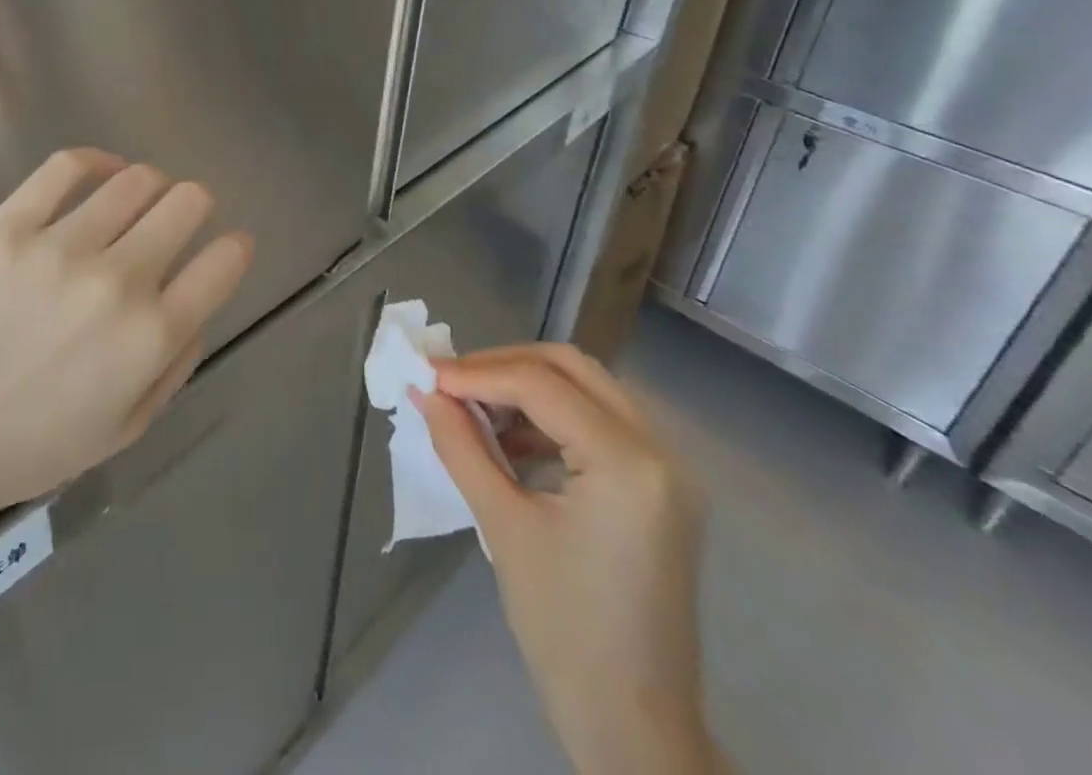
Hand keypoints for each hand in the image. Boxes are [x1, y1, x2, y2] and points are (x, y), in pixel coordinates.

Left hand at [0, 149, 251, 562]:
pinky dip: (99, 161)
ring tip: (138, 203)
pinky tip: (105, 174)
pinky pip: (67, 165)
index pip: (224, 260)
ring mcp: (57, 247)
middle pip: (188, 202)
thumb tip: (197, 291)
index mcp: (150, 336)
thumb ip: (181, 355)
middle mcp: (115, 281)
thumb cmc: (41, 444)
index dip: (236, 248)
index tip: (227, 249)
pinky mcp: (7, 227)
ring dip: (152, 187)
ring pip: (136, 179)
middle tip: (180, 222)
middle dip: (197, 207)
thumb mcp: (133, 423)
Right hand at [413, 344, 723, 774]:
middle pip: (572, 367)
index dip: (478, 374)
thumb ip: (461, 446)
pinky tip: (512, 441)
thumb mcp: (503, 527)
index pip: (541, 385)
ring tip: (476, 409)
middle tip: (453, 381)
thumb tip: (424, 391)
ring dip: (529, 388)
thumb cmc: (564, 631)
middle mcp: (659, 450)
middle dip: (505, 365)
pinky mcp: (660, 487)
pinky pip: (600, 422)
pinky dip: (552, 418)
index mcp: (628, 463)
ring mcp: (667, 468)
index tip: (428, 377)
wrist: (633, 726)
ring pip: (588, 388)